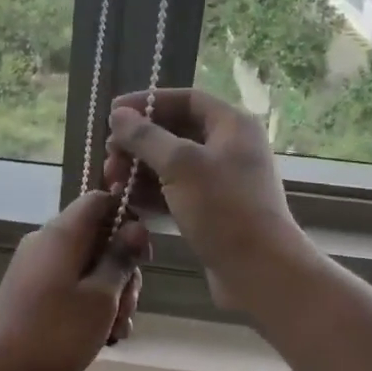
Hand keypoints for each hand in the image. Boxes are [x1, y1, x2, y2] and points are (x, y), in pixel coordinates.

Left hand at [0, 191, 148, 370]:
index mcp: (62, 233)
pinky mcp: (32, 292)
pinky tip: (102, 337)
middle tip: (127, 308)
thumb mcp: (100, 298)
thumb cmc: (54, 333)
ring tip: (115, 332)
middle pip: (97, 238)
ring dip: (110, 295)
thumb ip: (120, 259)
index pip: (100, 200)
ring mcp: (37, 268)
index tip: (143, 256)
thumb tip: (136, 226)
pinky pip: (70, 286)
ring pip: (87, 267)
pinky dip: (89, 306)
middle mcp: (48, 242)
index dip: (127, 220)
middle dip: (122, 271)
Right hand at [103, 89, 309, 310]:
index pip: (185, 99)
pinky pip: (176, 191)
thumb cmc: (224, 209)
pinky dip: (152, 193)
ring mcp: (222, 180)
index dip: (148, 102)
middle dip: (139, 142)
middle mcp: (229, 147)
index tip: (114, 113)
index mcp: (232, 125)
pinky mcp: (213, 210)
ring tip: (113, 182)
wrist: (261, 271)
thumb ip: (146, 137)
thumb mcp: (181, 166)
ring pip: (172, 164)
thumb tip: (118, 115)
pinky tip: (128, 202)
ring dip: (140, 169)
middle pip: (175, 131)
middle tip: (110, 156)